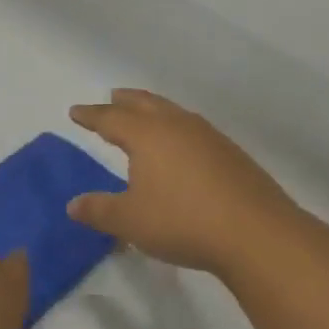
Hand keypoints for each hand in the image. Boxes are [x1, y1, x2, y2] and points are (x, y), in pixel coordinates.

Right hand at [68, 89, 307, 277]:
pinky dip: (177, 128)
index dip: (91, 115)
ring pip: (172, 112)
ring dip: (153, 109)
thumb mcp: (131, 221)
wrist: (256, 232)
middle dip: (124, 101)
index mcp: (146, 135)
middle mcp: (175, 125)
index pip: (110, 118)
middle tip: (111, 96)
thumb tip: (72, 204)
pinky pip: (193, 128)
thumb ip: (99, 210)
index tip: (76, 112)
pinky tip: (182, 145)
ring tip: (145, 116)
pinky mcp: (230, 153)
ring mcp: (207, 136)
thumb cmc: (183, 221)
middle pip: (144, 103)